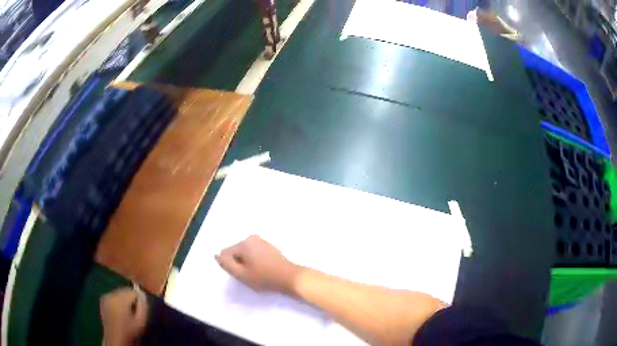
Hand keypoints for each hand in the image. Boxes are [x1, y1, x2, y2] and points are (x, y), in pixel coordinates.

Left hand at [100, 287, 147, 345]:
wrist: (116, 338)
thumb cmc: (129, 331)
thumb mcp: (141, 321)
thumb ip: (143, 306)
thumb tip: (143, 295)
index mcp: (120, 298)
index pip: (133, 291)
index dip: (139, 299)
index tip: (140, 309)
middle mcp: (111, 294)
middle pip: (125, 291)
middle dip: (130, 299)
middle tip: (134, 311)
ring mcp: (105, 296)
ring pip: (118, 293)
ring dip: (123, 300)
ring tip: (127, 312)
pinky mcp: (102, 300)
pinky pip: (112, 296)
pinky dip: (117, 301)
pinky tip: (119, 311)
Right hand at [215, 235, 300, 293]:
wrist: (290, 277)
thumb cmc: (265, 277)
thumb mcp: (241, 274)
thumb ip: (226, 264)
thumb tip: (216, 255)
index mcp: (244, 243)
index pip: (226, 254)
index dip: (232, 266)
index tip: (243, 274)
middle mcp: (252, 238)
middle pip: (236, 252)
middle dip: (239, 264)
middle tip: (251, 275)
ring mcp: (262, 241)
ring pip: (245, 254)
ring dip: (248, 263)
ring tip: (258, 273)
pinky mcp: (269, 247)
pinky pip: (255, 253)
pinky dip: (256, 262)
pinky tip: (264, 270)